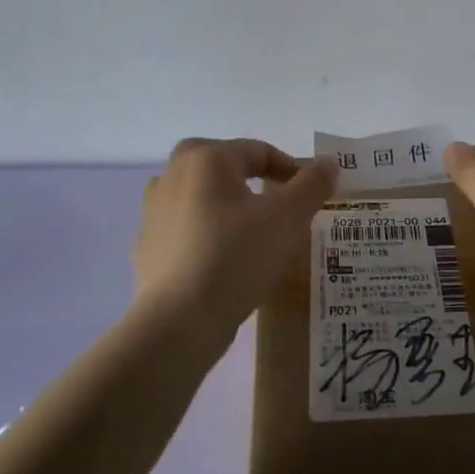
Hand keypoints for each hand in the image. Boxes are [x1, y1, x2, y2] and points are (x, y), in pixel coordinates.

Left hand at [134, 138, 337, 337]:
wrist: (177, 323)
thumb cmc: (236, 256)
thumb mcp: (288, 217)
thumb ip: (312, 184)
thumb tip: (328, 162)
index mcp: (206, 158)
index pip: (258, 151)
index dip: (291, 169)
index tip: (310, 196)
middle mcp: (173, 174)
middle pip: (223, 165)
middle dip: (252, 179)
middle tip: (276, 205)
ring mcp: (153, 211)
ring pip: (201, 195)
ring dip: (226, 204)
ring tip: (251, 232)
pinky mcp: (146, 246)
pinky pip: (185, 227)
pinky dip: (206, 233)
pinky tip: (223, 259)